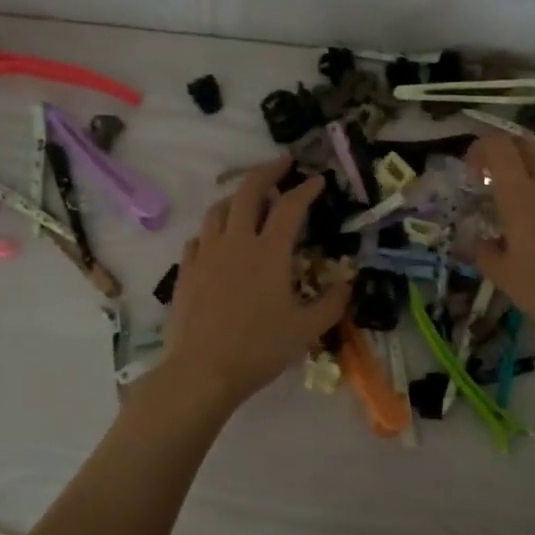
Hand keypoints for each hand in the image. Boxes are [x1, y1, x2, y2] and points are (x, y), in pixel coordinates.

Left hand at [156, 159, 350, 408]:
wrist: (202, 371)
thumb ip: (331, 304)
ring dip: (236, 197)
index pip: (290, 206)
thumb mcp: (306, 330)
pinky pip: (199, 237)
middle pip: (248, 191)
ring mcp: (206, 254)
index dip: (306, 189)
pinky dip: (213, 230)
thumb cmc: (259, 348)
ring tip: (248, 199)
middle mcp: (236, 242)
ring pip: (218, 209)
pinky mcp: (186, 271)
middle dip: (267, 171)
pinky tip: (217, 240)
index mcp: (269, 252)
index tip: (317, 180)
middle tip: (282, 163)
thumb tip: (347, 284)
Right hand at [466, 134, 534, 352]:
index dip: (482, 149)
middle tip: (499, 179)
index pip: (498, 146)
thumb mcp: (502, 276)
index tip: (475, 173)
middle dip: (508, 153)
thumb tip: (483, 241)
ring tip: (533, 193)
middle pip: (528, 144)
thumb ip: (484, 251)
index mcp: (520, 195)